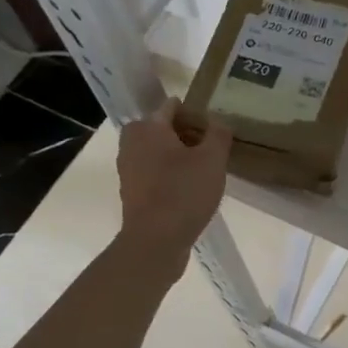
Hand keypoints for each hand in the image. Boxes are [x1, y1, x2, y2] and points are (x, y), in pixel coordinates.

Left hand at [115, 99, 230, 267]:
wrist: (155, 241)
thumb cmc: (184, 193)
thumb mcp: (213, 159)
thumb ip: (218, 134)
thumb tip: (218, 121)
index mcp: (148, 128)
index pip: (171, 106)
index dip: (194, 112)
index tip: (214, 126)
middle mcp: (132, 143)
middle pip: (162, 129)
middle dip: (185, 134)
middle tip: (210, 148)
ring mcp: (128, 170)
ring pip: (156, 152)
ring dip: (177, 156)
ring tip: (203, 169)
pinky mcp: (131, 192)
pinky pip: (153, 173)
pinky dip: (169, 175)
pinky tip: (189, 189)